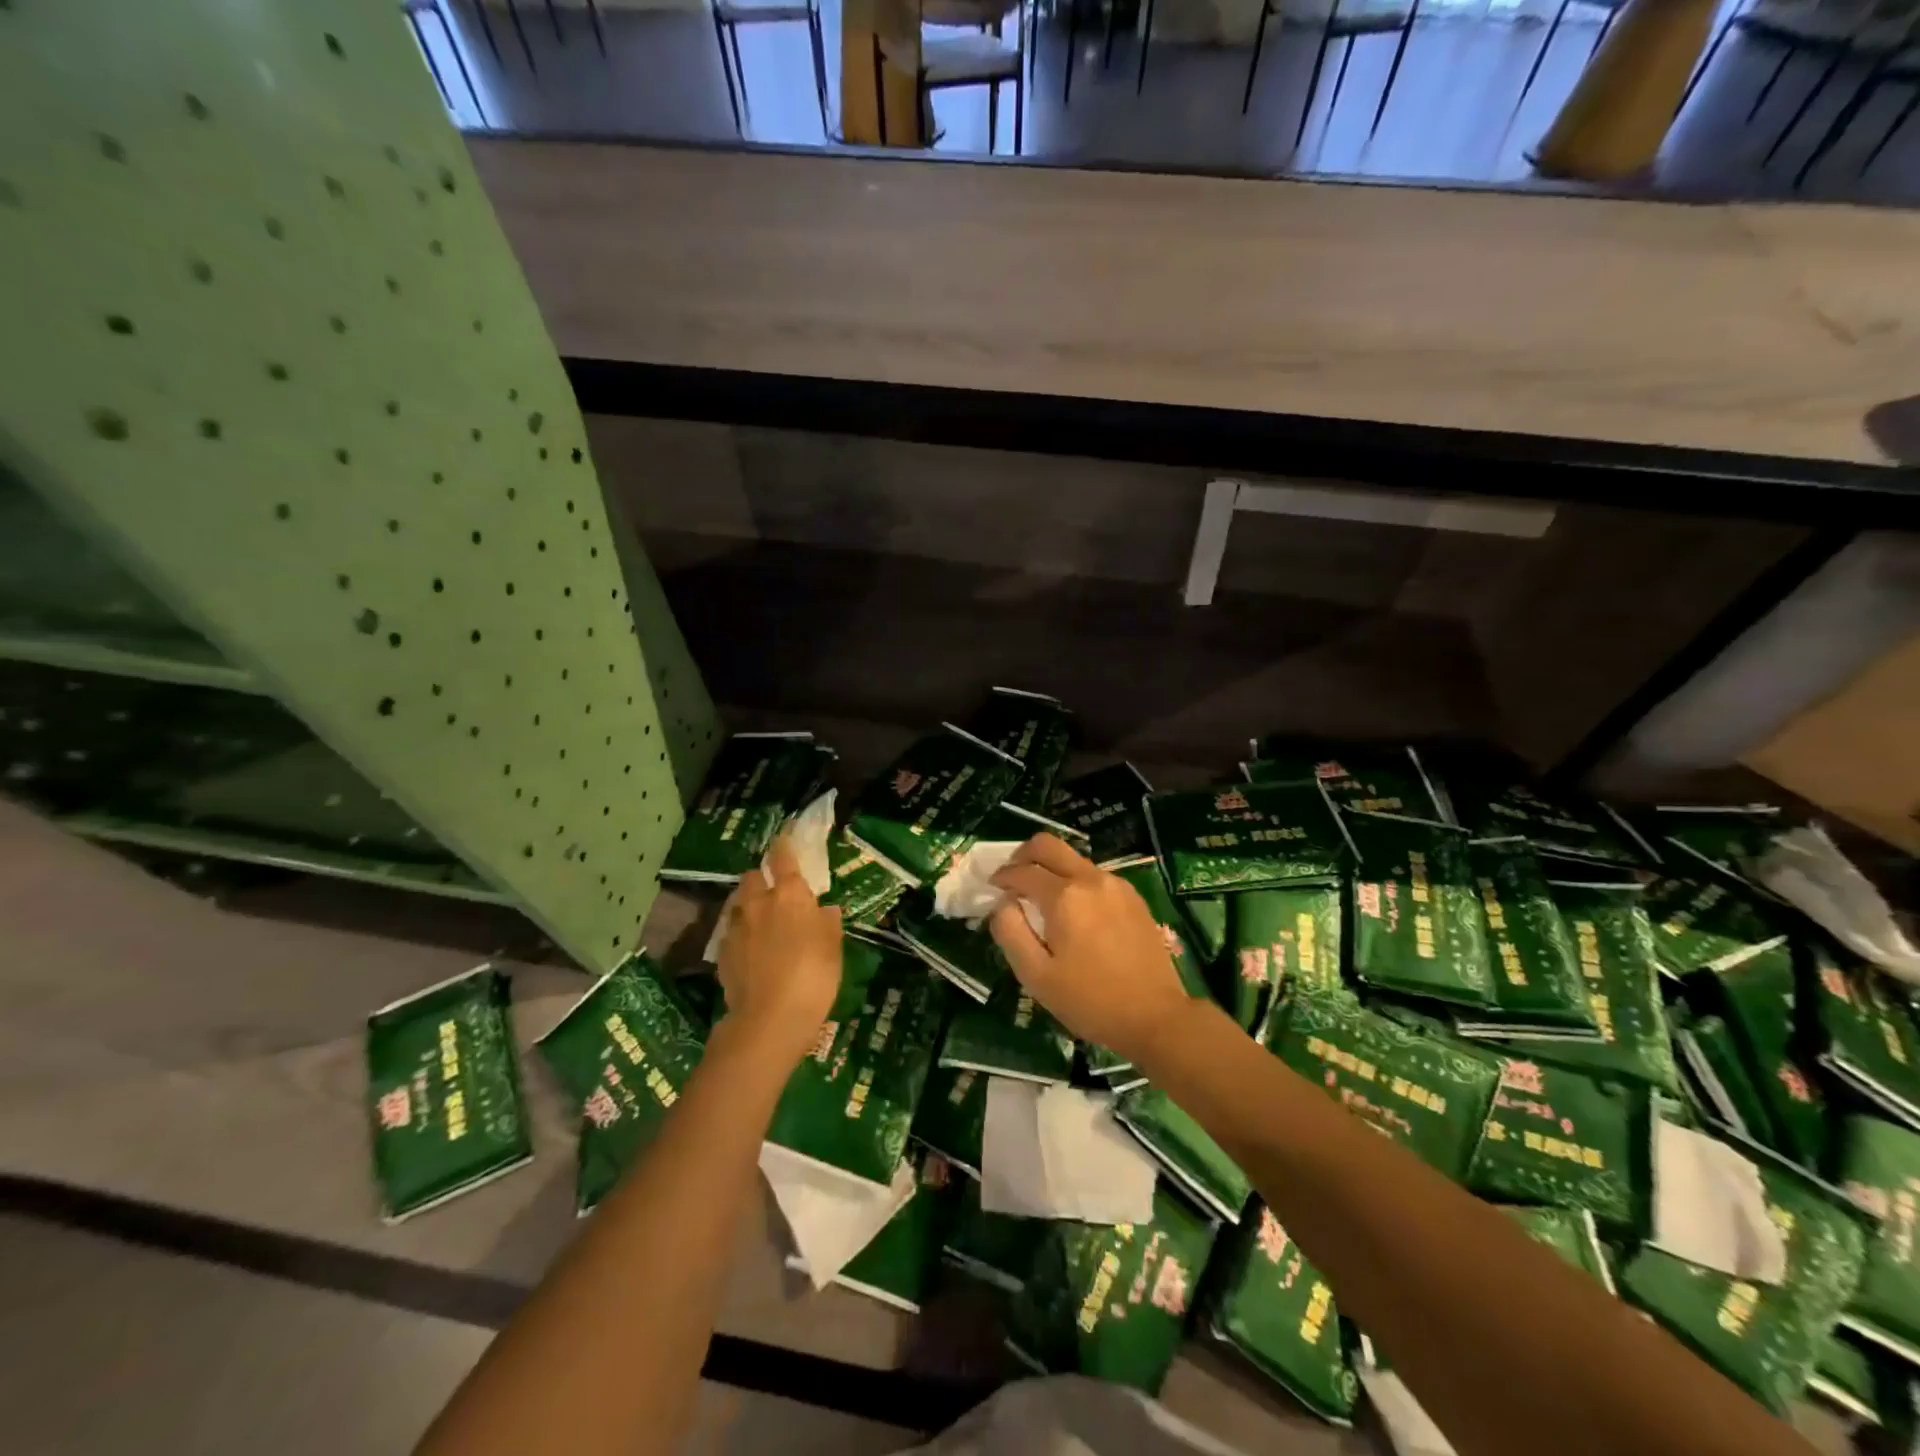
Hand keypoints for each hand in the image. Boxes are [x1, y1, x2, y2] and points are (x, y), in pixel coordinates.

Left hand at [715, 837, 842, 1068]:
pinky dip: (742, 934)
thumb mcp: (833, 947)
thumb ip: (828, 924)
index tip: (784, 837)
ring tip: (761, 920)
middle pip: (753, 877)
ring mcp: (736, 928)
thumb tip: (824, 910)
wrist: (769, 1018)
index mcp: (790, 895)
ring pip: (739, 904)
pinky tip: (751, 950)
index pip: (784, 858)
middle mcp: (759, 903)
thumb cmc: (813, 975)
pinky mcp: (722, 954)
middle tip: (774, 890)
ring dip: (749, 905)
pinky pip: (732, 933)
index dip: (784, 844)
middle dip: (762, 877)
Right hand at [989, 834, 1194, 1068]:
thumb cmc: (1090, 1001)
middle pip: (1048, 845)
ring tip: (1043, 902)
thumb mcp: (1037, 976)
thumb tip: (1003, 903)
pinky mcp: (1133, 897)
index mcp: (1064, 897)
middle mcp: (1090, 879)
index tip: (992, 889)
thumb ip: (1010, 932)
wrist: (1156, 1017)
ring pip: (1073, 859)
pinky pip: (1094, 876)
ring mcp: (1116, 885)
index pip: (1022, 871)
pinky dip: (1075, 883)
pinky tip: (1076, 914)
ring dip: (1051, 870)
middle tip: (1013, 879)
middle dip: (1023, 856)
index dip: (1002, 877)